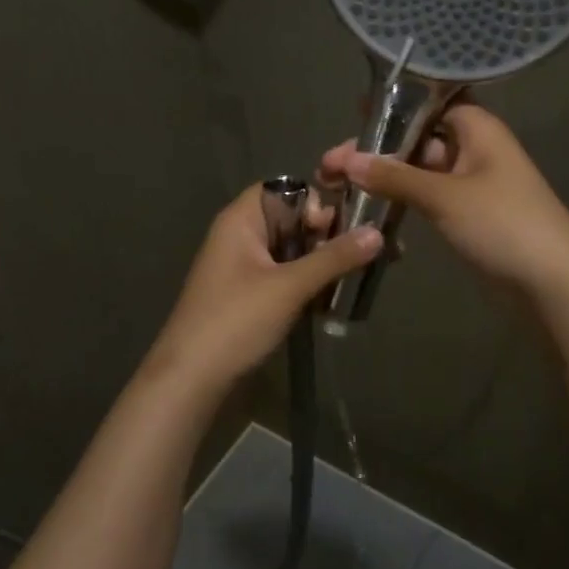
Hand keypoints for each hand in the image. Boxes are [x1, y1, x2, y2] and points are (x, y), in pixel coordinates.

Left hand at [141, 183, 381, 396]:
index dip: (316, 202)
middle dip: (328, 235)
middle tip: (362, 255)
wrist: (191, 379)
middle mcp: (241, 236)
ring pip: (293, 251)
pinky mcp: (249, 295)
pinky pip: (286, 276)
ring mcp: (244, 267)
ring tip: (358, 277)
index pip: (286, 189)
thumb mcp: (289, 287)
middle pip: (293, 220)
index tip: (338, 228)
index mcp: (242, 220)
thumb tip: (378, 232)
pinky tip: (334, 301)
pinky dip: (308, 283)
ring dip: (322, 262)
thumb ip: (334, 258)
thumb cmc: (236, 320)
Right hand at [318, 104, 568, 302]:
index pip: (430, 103)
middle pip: (418, 139)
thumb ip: (394, 176)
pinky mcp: (467, 216)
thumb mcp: (444, 196)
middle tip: (330, 164)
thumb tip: (347, 159)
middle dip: (377, 149)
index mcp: (478, 129)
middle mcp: (474, 149)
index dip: (393, 106)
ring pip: (419, 171)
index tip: (354, 112)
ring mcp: (471, 185)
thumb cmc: (503, 224)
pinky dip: (401, 199)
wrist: (553, 283)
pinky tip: (368, 205)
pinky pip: (427, 197)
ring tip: (336, 183)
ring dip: (384, 176)